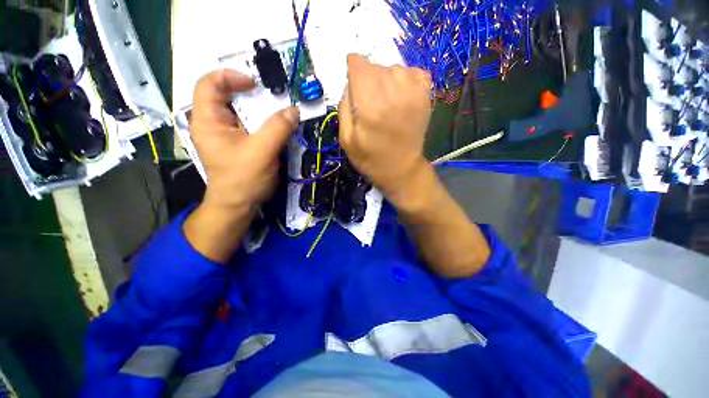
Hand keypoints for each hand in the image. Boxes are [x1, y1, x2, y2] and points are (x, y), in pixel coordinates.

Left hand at [184, 70, 299, 262]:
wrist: (239, 205)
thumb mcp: (261, 151)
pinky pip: (251, 125)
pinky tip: (276, 127)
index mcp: (208, 120)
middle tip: (274, 98)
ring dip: (261, 110)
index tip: (256, 84)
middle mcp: (214, 123)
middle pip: (228, 96)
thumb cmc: (243, 179)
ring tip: (279, 113)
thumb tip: (294, 110)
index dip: (230, 76)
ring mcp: (227, 134)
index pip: (209, 84)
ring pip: (242, 111)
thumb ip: (278, 128)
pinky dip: (264, 122)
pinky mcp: (239, 143)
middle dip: (252, 94)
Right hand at [338, 54, 432, 203]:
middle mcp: (392, 92)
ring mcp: (412, 92)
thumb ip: (343, 107)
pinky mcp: (425, 96)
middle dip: (367, 78)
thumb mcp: (346, 140)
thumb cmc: (371, 158)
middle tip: (368, 100)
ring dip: (385, 79)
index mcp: (369, 105)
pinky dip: (405, 79)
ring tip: (385, 101)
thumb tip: (350, 83)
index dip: (352, 69)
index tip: (353, 81)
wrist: (402, 169)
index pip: (358, 64)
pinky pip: (413, 72)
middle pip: (375, 65)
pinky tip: (401, 95)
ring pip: (393, 67)